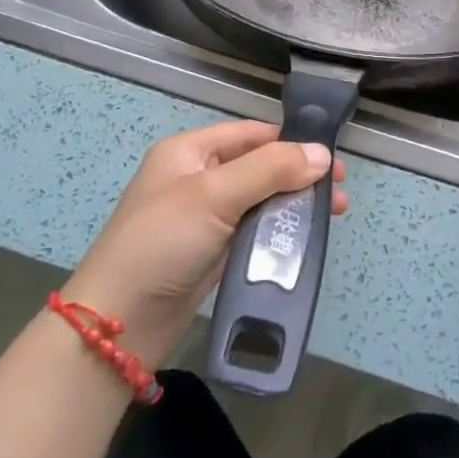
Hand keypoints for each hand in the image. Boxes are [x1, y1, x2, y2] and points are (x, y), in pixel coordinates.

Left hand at [62, 121, 347, 369]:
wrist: (119, 323)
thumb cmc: (163, 242)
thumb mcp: (214, 195)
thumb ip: (270, 170)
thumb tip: (321, 153)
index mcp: (190, 152)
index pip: (251, 134)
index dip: (291, 142)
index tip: (331, 158)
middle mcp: (197, 178)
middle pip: (259, 166)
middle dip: (299, 176)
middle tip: (339, 191)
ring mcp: (203, 218)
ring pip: (259, 200)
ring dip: (294, 205)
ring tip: (332, 216)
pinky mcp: (210, 253)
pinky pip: (252, 232)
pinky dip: (278, 232)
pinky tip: (304, 240)